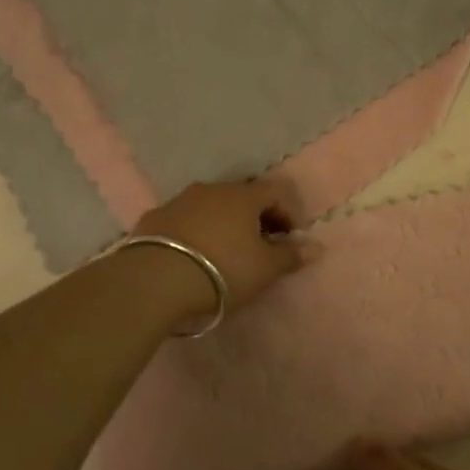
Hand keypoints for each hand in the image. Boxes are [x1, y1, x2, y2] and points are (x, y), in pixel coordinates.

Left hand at [133, 179, 304, 318]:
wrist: (154, 281)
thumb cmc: (222, 270)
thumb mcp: (264, 269)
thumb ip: (290, 256)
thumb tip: (316, 246)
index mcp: (243, 196)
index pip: (275, 192)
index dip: (288, 213)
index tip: (290, 239)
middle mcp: (211, 189)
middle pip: (242, 196)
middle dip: (255, 217)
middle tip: (260, 246)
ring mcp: (179, 201)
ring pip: (210, 206)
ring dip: (223, 223)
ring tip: (225, 253)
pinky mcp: (153, 218)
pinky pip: (184, 220)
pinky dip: (195, 232)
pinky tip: (193, 257)